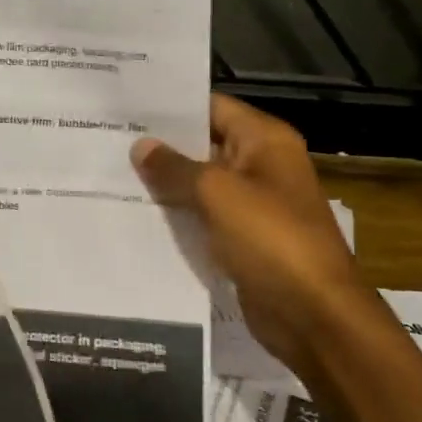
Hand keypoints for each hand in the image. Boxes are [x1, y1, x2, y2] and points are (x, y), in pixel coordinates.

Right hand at [132, 95, 359, 365]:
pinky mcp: (243, 238)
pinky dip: (177, 215)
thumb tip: (141, 147)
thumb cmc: (270, 240)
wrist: (313, 315)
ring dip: (165, 183)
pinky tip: (136, 214)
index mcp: (265, 141)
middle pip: (204, 144)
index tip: (125, 108)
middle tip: (108, 141)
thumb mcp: (217, 194)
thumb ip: (174, 168)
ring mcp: (253, 204)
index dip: (170, 107)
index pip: (212, 107)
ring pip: (201, 183)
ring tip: (111, 174)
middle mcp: (262, 165)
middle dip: (160, 146)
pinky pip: (204, 217)